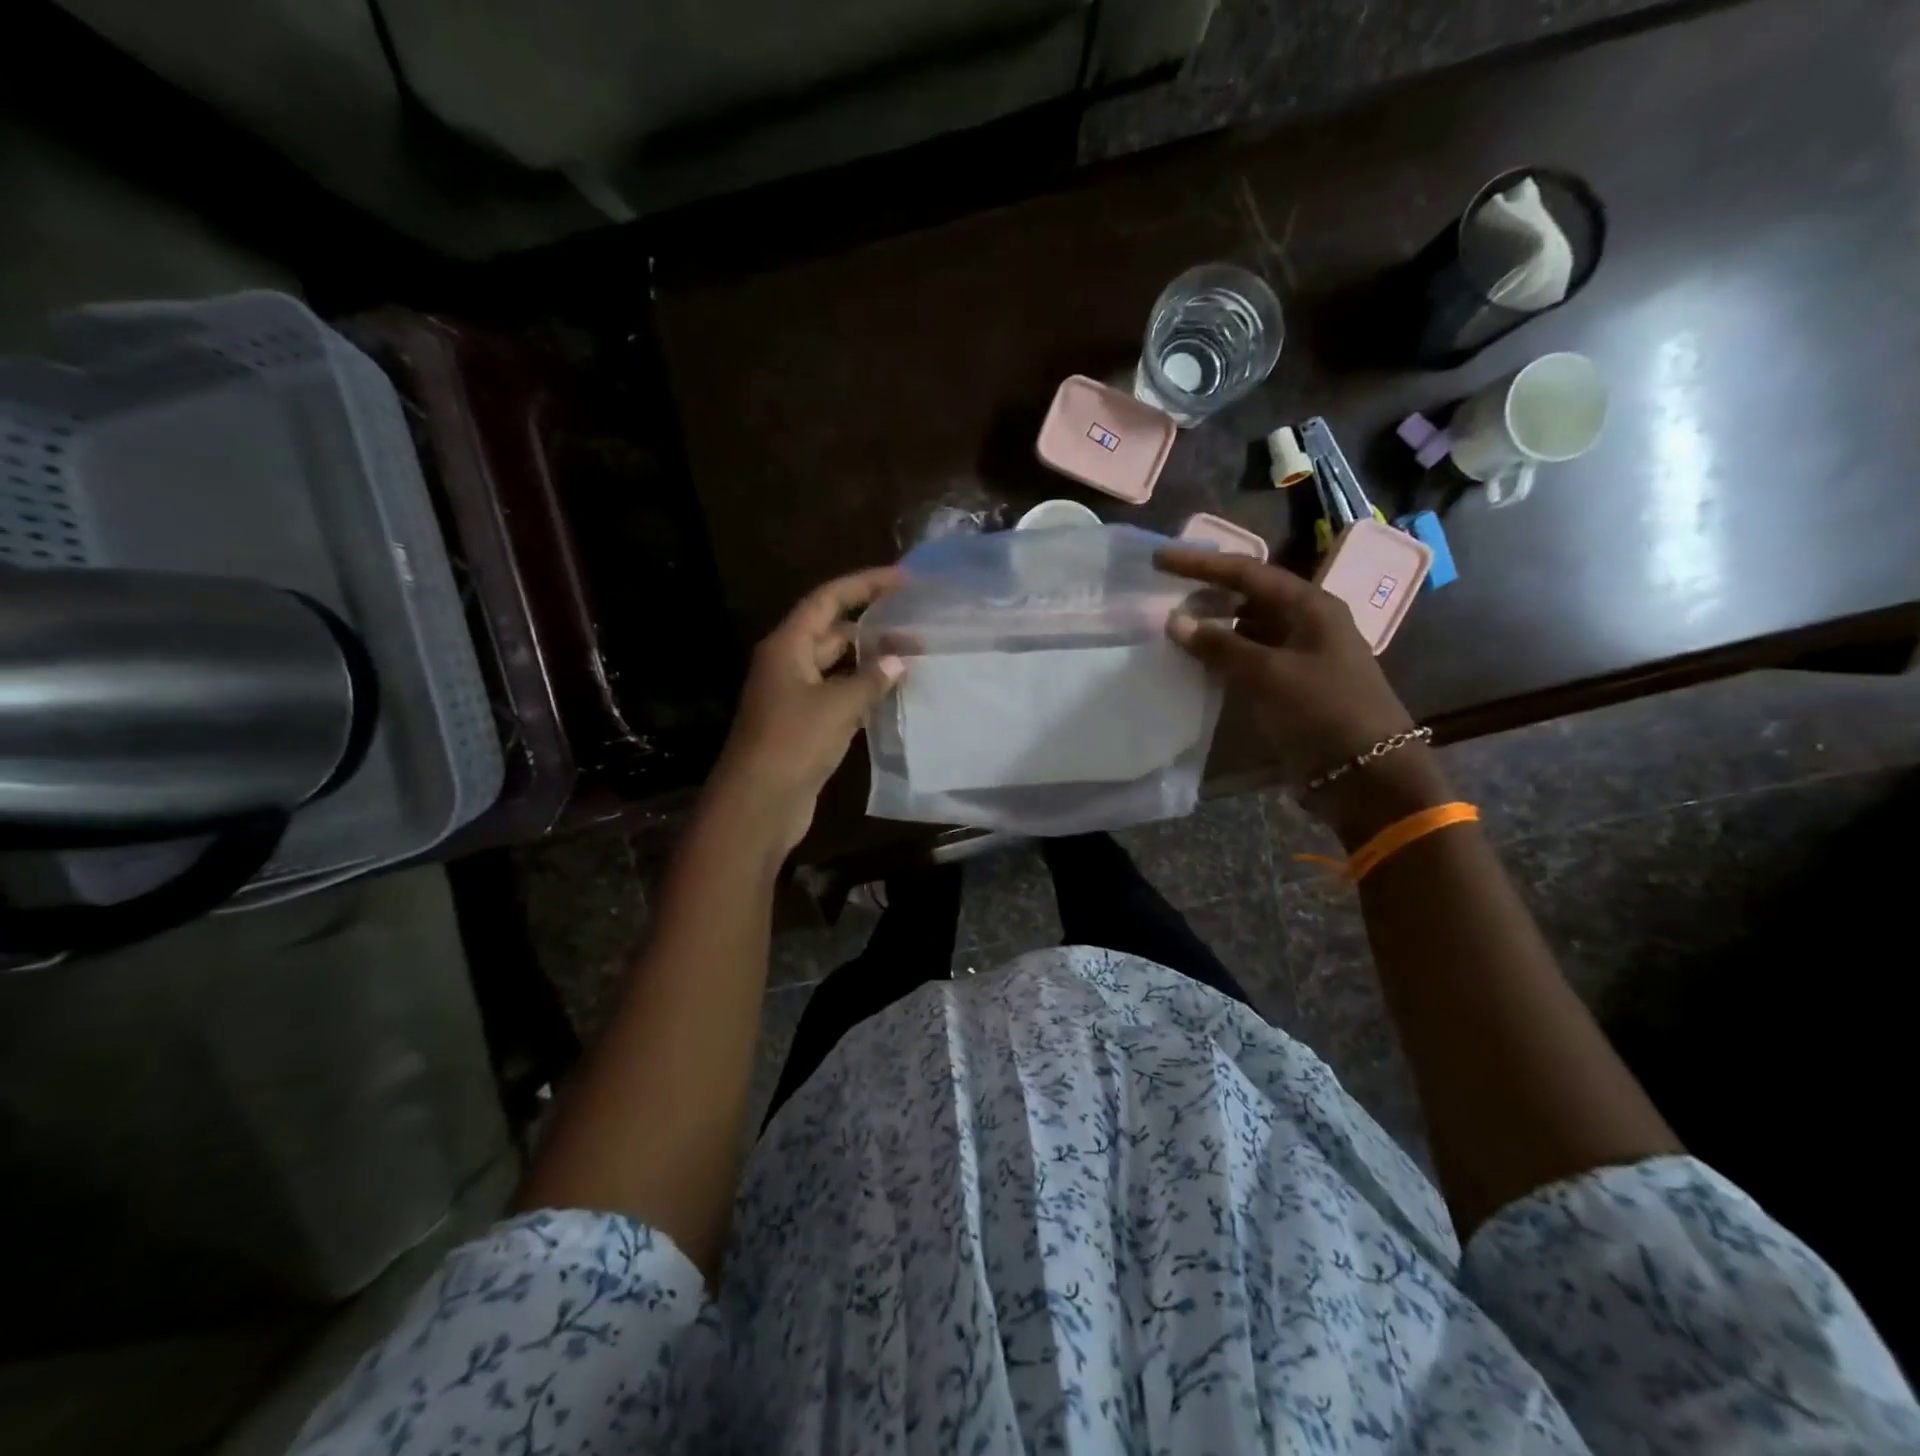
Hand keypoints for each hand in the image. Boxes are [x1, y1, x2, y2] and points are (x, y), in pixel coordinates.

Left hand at [707, 566, 906, 854]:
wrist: (759, 804)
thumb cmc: (792, 743)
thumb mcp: (836, 706)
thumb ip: (869, 680)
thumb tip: (897, 661)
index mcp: (788, 646)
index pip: (829, 600)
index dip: (865, 585)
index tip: (903, 579)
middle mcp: (789, 664)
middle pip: (834, 632)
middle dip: (874, 628)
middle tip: (918, 629)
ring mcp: (796, 696)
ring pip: (839, 667)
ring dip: (871, 662)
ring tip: (913, 659)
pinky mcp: (805, 725)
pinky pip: (839, 697)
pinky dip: (864, 692)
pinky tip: (893, 695)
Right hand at [1155, 546, 1446, 843]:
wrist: (1365, 774)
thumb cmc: (1323, 712)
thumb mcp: (1269, 674)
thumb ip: (1220, 646)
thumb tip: (1174, 621)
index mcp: (1310, 606)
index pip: (1247, 572)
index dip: (1201, 564)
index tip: (1159, 559)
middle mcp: (1305, 623)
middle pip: (1247, 595)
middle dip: (1205, 593)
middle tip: (1162, 595)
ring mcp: (1299, 655)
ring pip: (1246, 628)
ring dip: (1211, 627)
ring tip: (1171, 629)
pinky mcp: (1290, 685)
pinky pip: (1249, 659)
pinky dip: (1221, 657)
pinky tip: (1194, 663)